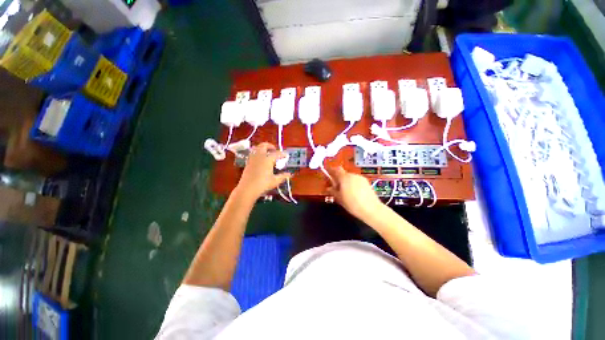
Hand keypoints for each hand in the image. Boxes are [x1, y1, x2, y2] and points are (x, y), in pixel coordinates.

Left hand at [235, 142, 291, 199]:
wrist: (247, 188)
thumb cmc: (263, 184)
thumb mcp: (275, 181)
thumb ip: (283, 176)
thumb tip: (290, 174)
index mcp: (268, 159)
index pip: (277, 153)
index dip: (283, 154)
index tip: (286, 155)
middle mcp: (260, 156)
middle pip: (264, 145)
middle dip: (270, 146)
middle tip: (275, 150)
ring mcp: (252, 158)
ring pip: (257, 147)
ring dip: (263, 148)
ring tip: (267, 153)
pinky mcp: (248, 162)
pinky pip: (253, 153)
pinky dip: (257, 153)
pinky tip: (260, 159)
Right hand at [327, 166, 382, 219]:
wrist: (371, 209)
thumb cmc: (353, 204)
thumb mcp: (340, 199)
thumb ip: (333, 191)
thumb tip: (329, 188)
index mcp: (344, 178)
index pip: (336, 169)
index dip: (331, 170)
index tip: (328, 172)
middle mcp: (352, 175)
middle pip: (343, 173)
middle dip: (339, 179)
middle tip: (337, 188)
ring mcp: (360, 178)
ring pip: (350, 177)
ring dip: (346, 182)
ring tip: (346, 192)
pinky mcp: (366, 182)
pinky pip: (356, 180)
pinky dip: (353, 184)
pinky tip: (354, 193)